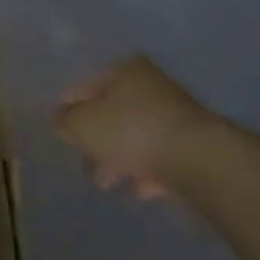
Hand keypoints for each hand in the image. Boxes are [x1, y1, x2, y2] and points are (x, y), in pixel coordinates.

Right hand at [54, 57, 220, 198]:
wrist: (198, 159)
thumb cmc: (131, 131)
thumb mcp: (81, 125)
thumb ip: (64, 122)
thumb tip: (63, 122)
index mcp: (125, 70)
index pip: (85, 87)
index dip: (68, 110)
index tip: (61, 132)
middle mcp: (152, 85)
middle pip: (112, 114)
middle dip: (97, 141)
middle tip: (86, 164)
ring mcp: (177, 114)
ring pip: (136, 137)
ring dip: (120, 159)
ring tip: (109, 183)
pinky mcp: (195, 144)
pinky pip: (161, 156)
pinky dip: (148, 172)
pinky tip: (141, 189)